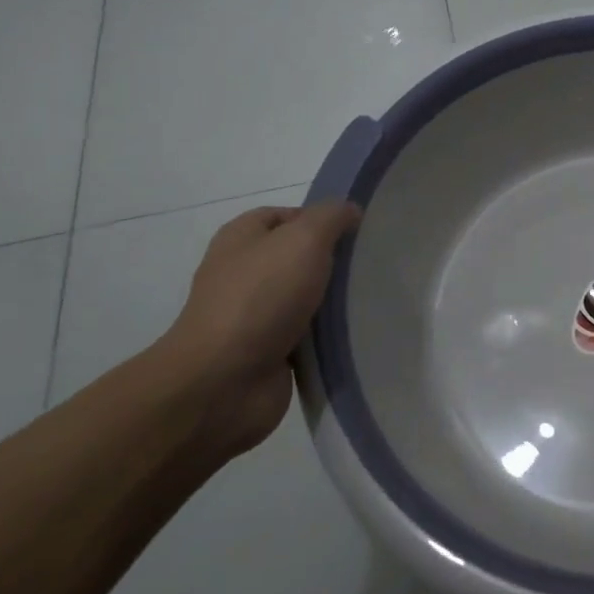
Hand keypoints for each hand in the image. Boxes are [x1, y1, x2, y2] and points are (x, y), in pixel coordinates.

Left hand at [155, 201, 361, 459]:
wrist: (222, 382)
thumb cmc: (261, 297)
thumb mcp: (304, 238)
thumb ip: (331, 217)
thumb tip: (350, 211)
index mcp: (241, 238)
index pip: (286, 216)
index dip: (321, 219)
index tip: (357, 232)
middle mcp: (243, 273)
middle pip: (298, 257)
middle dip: (333, 261)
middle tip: (370, 265)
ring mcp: (253, 316)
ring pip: (305, 298)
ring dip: (334, 301)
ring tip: (371, 298)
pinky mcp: (267, 353)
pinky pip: (307, 336)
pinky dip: (328, 336)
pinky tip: (355, 333)